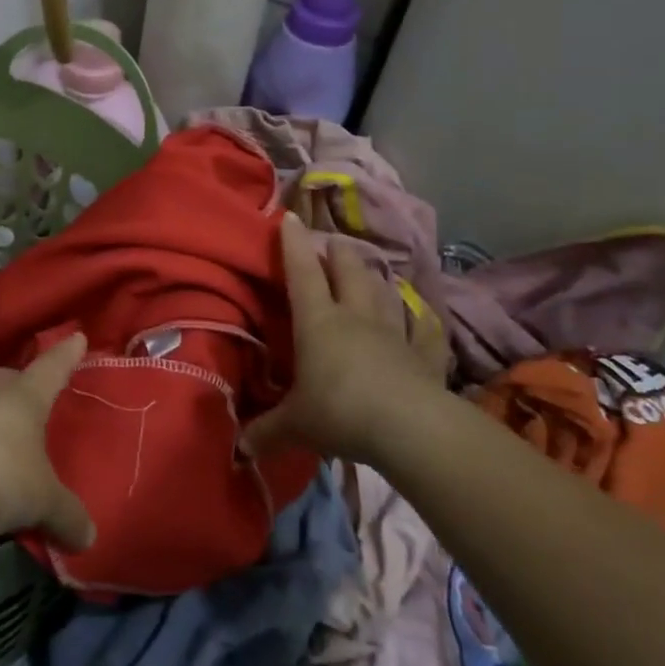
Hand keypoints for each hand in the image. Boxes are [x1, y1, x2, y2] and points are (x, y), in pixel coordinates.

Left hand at [0, 332, 96, 551]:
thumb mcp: (43, 501)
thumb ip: (68, 515)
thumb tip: (88, 536)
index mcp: (24, 398)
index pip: (51, 369)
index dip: (66, 355)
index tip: (76, 337)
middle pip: (8, 380)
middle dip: (22, 383)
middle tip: (34, 391)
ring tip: (9, 444)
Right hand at [243, 215, 444, 459]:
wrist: (410, 428)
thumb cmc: (340, 412)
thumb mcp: (296, 425)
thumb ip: (267, 432)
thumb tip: (239, 449)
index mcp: (318, 321)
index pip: (302, 272)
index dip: (294, 243)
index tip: (289, 217)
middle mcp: (355, 316)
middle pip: (348, 270)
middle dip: (338, 253)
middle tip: (331, 247)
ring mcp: (394, 332)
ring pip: (383, 291)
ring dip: (374, 279)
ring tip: (368, 273)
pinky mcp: (425, 354)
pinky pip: (423, 329)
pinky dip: (419, 320)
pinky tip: (420, 317)